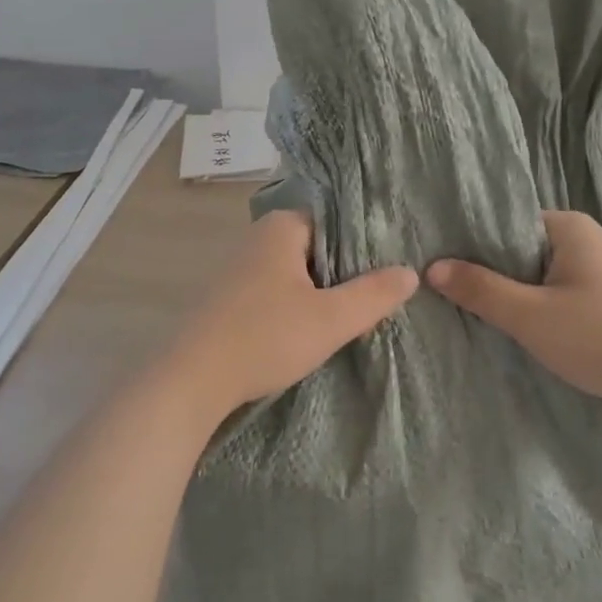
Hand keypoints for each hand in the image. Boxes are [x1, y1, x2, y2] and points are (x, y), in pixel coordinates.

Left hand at [159, 209, 417, 428]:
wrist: (191, 380)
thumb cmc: (265, 337)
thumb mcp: (331, 319)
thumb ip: (373, 294)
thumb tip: (411, 272)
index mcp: (281, 227)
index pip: (335, 221)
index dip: (364, 245)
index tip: (389, 268)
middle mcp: (257, 238)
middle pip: (316, 248)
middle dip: (344, 272)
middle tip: (377, 296)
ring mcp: (238, 269)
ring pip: (295, 273)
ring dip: (319, 293)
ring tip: (352, 315)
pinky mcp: (228, 299)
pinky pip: (274, 292)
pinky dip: (295, 306)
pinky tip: (309, 331)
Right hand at [428, 210, 601, 427]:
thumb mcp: (531, 315)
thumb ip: (481, 289)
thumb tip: (431, 267)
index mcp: (567, 227)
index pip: (503, 223)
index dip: (469, 244)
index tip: (436, 264)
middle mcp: (583, 241)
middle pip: (517, 252)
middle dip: (486, 274)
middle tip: (442, 293)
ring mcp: (596, 274)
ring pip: (536, 279)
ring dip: (510, 298)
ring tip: (467, 313)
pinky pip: (555, 299)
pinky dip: (533, 313)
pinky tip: (508, 331)